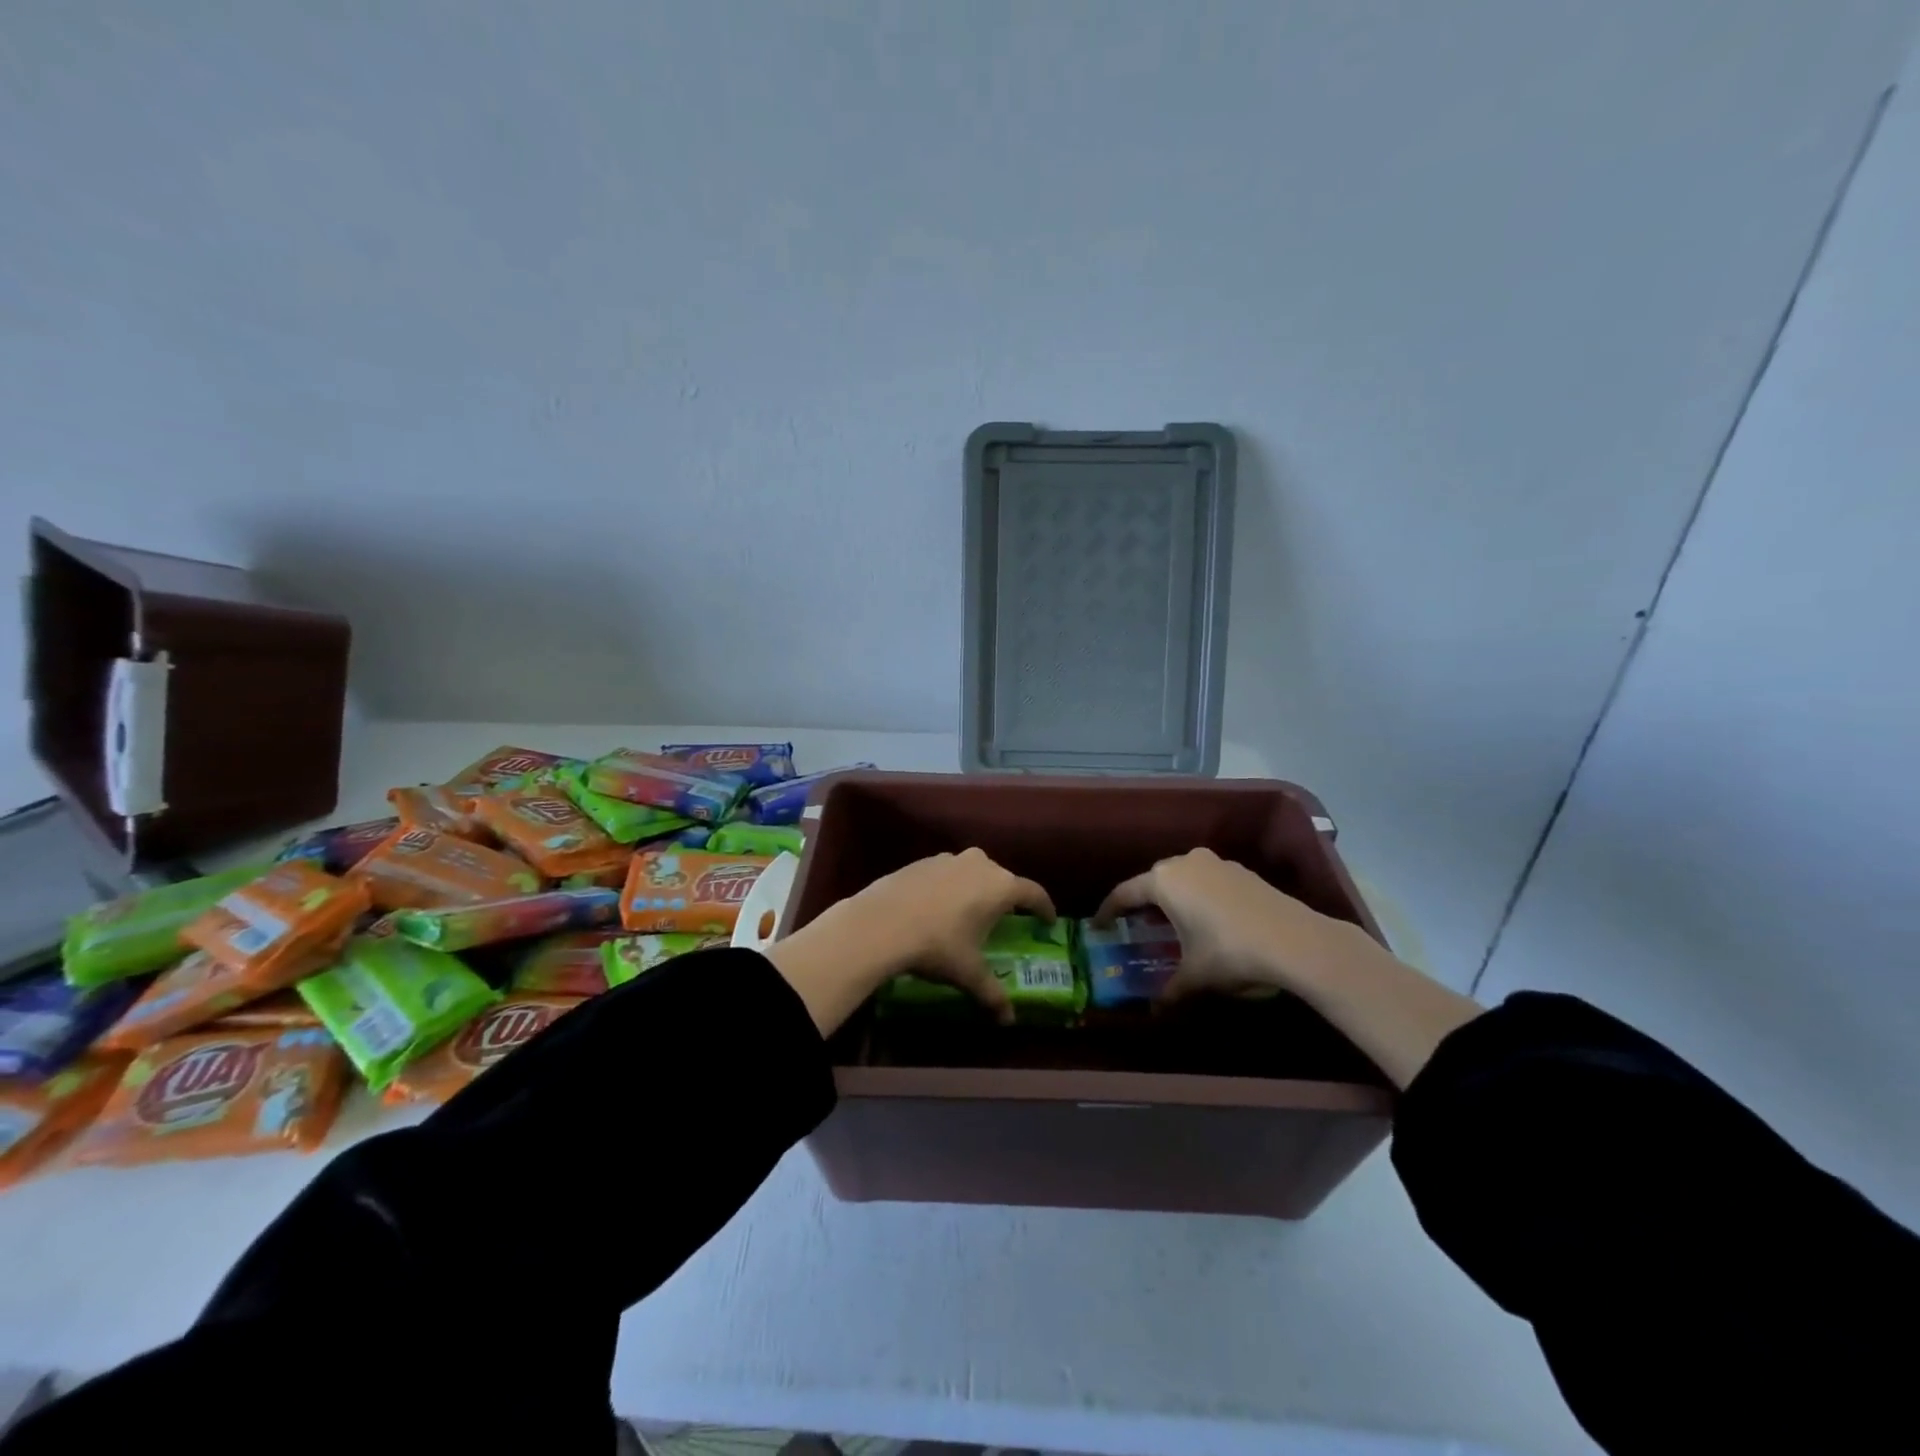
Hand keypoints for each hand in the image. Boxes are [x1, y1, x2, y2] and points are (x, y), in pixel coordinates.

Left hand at [769, 849, 1054, 1033]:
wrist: (881, 923)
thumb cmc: (937, 946)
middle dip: (1007, 897)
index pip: (1033, 893)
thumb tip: (1008, 1020)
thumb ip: (992, 994)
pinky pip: (946, 873)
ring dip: (976, 888)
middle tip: (1007, 918)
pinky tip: (938, 907)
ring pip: (973, 871)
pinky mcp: (922, 861)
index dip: (1044, 907)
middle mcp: (980, 864)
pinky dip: (949, 886)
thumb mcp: (968, 973)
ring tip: (970, 911)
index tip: (1048, 919)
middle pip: (1003, 879)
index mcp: (1000, 887)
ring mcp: (949, 859)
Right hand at [1094, 847, 1375, 1004]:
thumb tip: (1155, 1012)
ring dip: (1175, 897)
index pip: (1125, 893)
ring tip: (1174, 922)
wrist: (1294, 941)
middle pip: (1154, 880)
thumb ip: (1171, 991)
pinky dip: (1201, 896)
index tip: (1098, 925)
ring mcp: (1216, 863)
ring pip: (1184, 877)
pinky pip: (1208, 881)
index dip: (1108, 910)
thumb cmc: (1230, 953)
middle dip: (1143, 902)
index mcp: (1164, 881)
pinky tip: (1209, 920)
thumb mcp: (1195, 976)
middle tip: (1136, 924)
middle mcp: (1185, 863)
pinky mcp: (1241, 871)